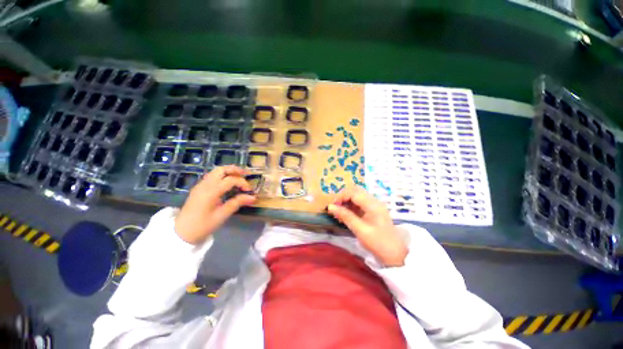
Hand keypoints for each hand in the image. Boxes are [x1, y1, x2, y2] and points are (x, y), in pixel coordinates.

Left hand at [175, 166, 255, 244]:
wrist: (181, 232)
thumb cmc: (203, 225)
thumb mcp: (222, 215)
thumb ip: (237, 203)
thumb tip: (252, 197)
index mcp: (211, 191)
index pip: (231, 180)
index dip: (242, 183)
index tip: (249, 191)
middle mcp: (205, 185)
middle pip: (221, 169)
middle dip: (235, 170)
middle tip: (246, 175)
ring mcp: (200, 185)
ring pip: (216, 171)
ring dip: (228, 172)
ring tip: (239, 177)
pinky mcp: (199, 188)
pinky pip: (212, 176)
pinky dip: (222, 176)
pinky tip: (228, 184)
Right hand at [327, 187, 407, 266]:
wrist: (395, 255)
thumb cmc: (377, 242)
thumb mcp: (360, 229)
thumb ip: (345, 216)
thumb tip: (330, 207)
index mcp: (373, 204)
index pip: (353, 193)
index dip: (341, 197)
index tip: (332, 206)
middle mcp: (374, 201)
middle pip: (355, 191)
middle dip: (343, 197)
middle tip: (335, 208)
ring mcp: (374, 206)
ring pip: (357, 197)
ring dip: (346, 202)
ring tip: (338, 213)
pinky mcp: (373, 211)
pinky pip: (359, 204)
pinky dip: (351, 207)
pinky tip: (345, 215)